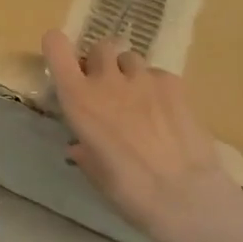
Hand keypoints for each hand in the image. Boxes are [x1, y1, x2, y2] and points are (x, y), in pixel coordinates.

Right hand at [43, 29, 242, 241]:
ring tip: (138, 100)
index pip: (56, 49)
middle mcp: (108, 80)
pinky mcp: (174, 83)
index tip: (61, 58)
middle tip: (106, 86)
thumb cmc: (129, 191)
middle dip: (100, 61)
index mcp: (79, 100)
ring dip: (128, 72)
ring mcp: (144, 78)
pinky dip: (156, 87)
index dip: (56, 47)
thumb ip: (86, 151)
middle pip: (100, 47)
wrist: (185, 194)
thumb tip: (81, 146)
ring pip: (130, 58)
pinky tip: (165, 113)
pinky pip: (157, 75)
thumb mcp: (96, 174)